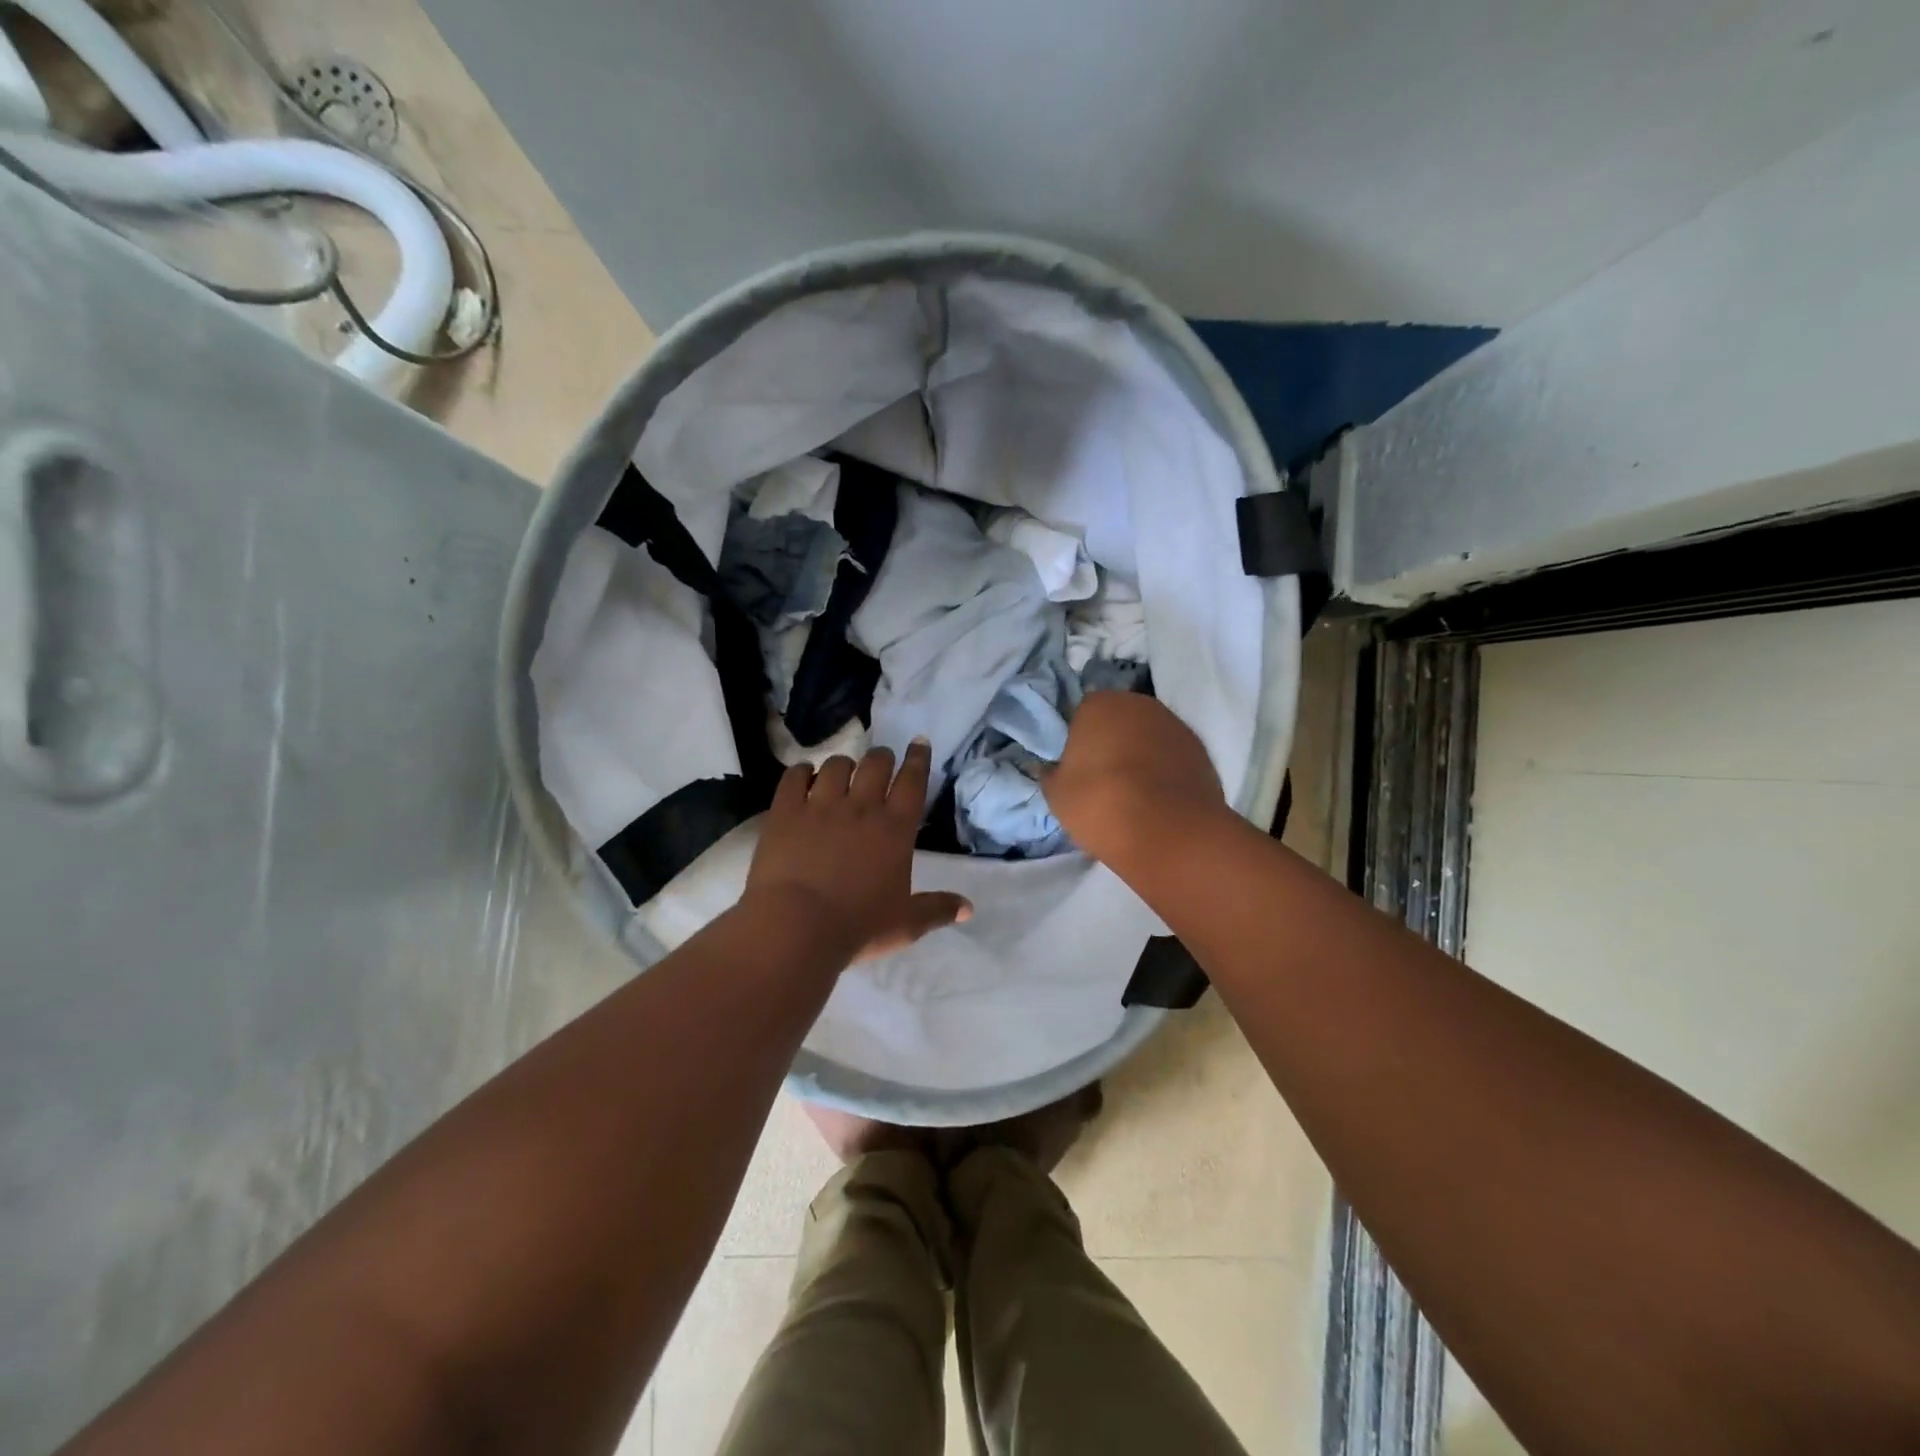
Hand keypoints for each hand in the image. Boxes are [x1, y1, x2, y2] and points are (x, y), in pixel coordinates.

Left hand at [743, 740, 971, 961]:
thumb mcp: (906, 924)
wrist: (796, 927)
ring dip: (843, 764)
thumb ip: (937, 909)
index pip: (912, 781)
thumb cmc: (858, 926)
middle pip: (875, 764)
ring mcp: (820, 805)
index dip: (918, 759)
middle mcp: (861, 807)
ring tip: (841, 772)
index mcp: (895, 829)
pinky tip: (803, 777)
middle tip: (880, 763)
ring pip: (835, 765)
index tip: (919, 742)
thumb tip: (968, 908)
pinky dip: (801, 772)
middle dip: (881, 757)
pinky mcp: (785, 812)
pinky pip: (793, 777)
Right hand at [1043, 691, 1227, 863]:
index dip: (1078, 739)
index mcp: (1100, 704)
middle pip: (1119, 719)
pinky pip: (1172, 756)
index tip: (1076, 766)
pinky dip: (1165, 771)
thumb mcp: (1056, 794)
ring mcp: (1176, 725)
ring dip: (1141, 754)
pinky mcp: (1201, 751)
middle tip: (1103, 778)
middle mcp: (1140, 704)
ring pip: (1149, 736)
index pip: (1082, 712)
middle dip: (1112, 741)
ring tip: (1134, 793)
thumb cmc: (1100, 803)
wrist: (1168, 832)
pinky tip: (1158, 800)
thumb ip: (1051, 773)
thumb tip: (1051, 768)